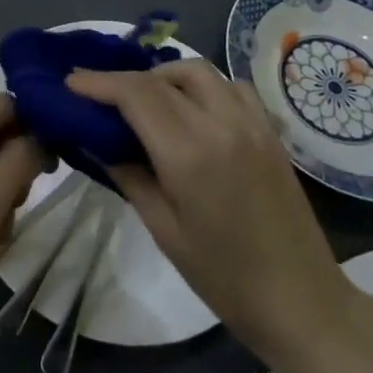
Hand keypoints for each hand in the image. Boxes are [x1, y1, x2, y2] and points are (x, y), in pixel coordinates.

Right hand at [66, 61, 355, 364]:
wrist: (301, 301)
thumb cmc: (224, 278)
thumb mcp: (163, 230)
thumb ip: (128, 175)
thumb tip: (95, 140)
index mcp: (189, 154)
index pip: (135, 95)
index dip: (98, 83)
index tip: (71, 82)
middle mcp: (220, 125)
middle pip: (162, 78)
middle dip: (124, 79)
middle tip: (100, 95)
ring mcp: (251, 123)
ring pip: (199, 71)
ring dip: (165, 76)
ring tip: (145, 100)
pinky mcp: (270, 131)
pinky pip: (232, 85)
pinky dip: (204, 85)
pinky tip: (193, 109)